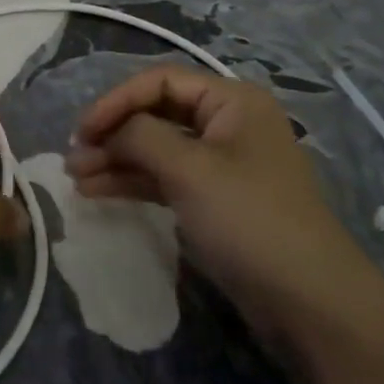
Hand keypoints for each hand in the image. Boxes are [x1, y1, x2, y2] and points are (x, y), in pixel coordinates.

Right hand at [65, 66, 383, 338]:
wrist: (310, 302)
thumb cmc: (250, 220)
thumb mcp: (190, 170)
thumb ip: (141, 137)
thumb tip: (109, 131)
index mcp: (231, 101)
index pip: (160, 81)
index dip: (116, 101)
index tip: (82, 131)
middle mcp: (226, 123)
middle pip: (156, 114)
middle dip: (113, 134)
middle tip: (73, 159)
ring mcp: (220, 164)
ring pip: (156, 148)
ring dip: (116, 160)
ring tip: (76, 179)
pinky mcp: (214, 200)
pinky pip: (165, 178)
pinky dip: (133, 182)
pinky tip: (98, 191)